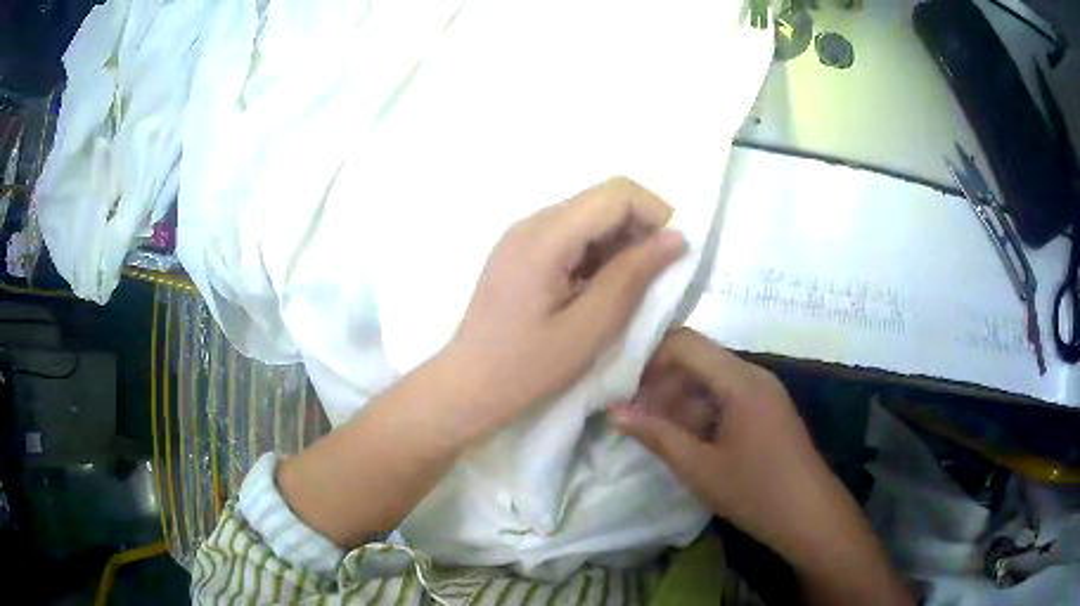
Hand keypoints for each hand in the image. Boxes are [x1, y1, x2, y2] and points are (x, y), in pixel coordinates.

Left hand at [445, 176, 685, 437]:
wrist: (468, 385)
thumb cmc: (528, 366)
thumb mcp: (590, 327)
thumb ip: (634, 276)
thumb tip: (676, 238)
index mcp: (546, 237)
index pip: (616, 193)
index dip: (655, 212)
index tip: (672, 253)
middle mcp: (532, 222)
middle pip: (602, 199)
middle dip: (638, 227)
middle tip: (651, 277)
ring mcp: (521, 234)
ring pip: (587, 215)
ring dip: (617, 241)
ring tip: (622, 289)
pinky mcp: (519, 250)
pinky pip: (569, 233)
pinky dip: (595, 251)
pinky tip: (594, 289)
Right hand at [608, 328, 824, 551]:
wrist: (809, 514)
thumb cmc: (755, 491)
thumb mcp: (699, 468)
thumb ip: (656, 435)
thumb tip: (613, 411)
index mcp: (740, 380)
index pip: (686, 343)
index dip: (650, 359)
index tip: (623, 388)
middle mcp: (753, 374)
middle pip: (698, 358)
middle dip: (662, 383)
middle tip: (636, 417)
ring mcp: (763, 390)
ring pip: (711, 377)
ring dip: (681, 399)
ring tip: (658, 433)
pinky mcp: (766, 407)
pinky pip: (726, 394)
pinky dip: (701, 410)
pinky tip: (689, 440)